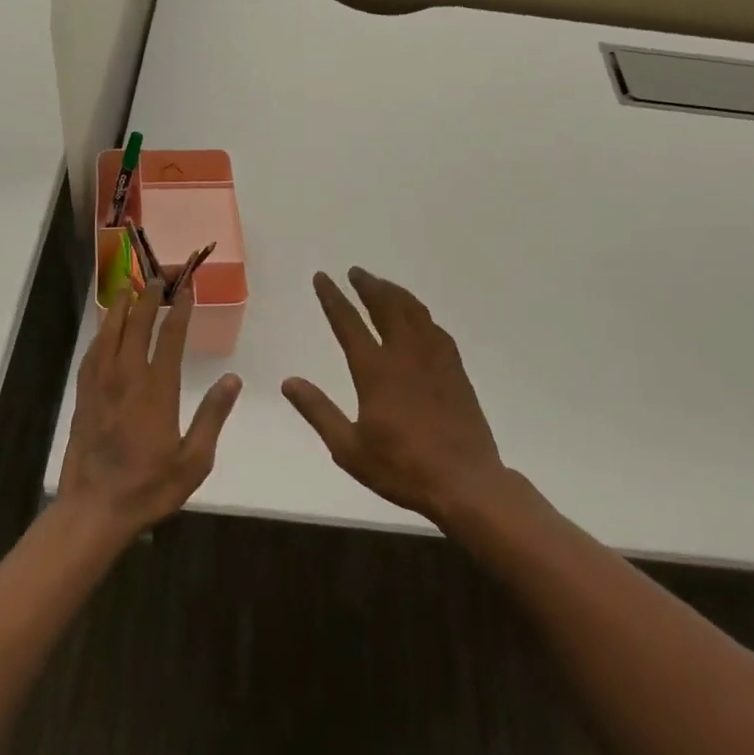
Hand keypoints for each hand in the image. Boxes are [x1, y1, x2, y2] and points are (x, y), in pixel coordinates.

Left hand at [58, 278, 241, 540]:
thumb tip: (233, 380)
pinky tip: (104, 329)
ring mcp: (100, 385)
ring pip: (109, 334)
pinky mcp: (83, 397)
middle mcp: (126, 378)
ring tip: (129, 287)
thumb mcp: (194, 460)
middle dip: (148, 298)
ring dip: (121, 308)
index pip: (169, 337)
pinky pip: (92, 354)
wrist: (95, 509)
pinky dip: (100, 334)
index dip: (179, 309)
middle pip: (136, 326)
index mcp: (157, 390)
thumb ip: (212, 416)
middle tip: (157, 277)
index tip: (187, 288)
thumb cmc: (150, 487)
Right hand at [282, 268, 506, 525]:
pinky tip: (418, 317)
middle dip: (368, 286)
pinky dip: (420, 314)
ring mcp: (435, 359)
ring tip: (382, 284)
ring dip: (395, 293)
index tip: (323, 277)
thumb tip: (288, 381)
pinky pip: (435, 329)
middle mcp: (405, 354)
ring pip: (414, 312)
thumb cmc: (401, 468)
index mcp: (375, 370)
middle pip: (385, 306)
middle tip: (355, 272)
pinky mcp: (455, 370)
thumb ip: (318, 411)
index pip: (348, 322)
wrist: (464, 482)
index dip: (333, 298)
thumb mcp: (348, 448)